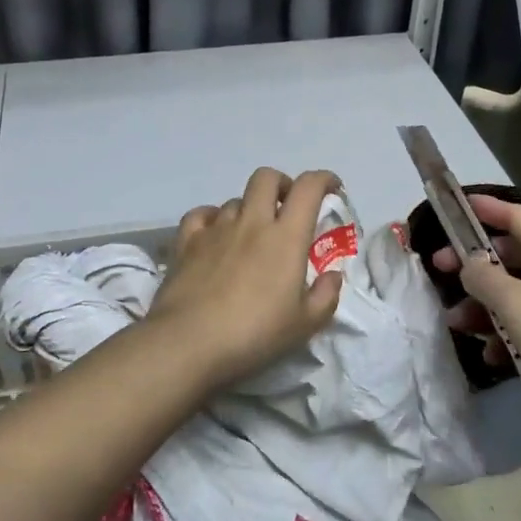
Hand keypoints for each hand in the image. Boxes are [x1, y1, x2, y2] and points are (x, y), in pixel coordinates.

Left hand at [148, 168, 344, 387]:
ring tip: (251, 235)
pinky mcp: (186, 242)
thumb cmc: (254, 334)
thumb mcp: (304, 325)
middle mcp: (251, 222)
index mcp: (285, 237)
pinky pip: (201, 214)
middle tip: (288, 207)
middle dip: (282, 184)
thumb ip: (325, 296)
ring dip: (249, 209)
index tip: (332, 189)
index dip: (323, 179)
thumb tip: (333, 275)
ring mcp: (215, 229)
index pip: (308, 188)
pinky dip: (213, 218)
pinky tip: (215, 235)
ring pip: (235, 200)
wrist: (189, 342)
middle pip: (266, 178)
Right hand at [433, 195, 520, 447]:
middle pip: (512, 256)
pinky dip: (507, 335)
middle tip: (439, 272)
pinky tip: (491, 357)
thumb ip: (482, 277)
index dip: (488, 207)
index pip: (517, 215)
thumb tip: (470, 262)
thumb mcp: (512, 302)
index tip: (458, 206)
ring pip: (517, 294)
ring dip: (485, 306)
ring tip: (457, 326)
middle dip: (474, 266)